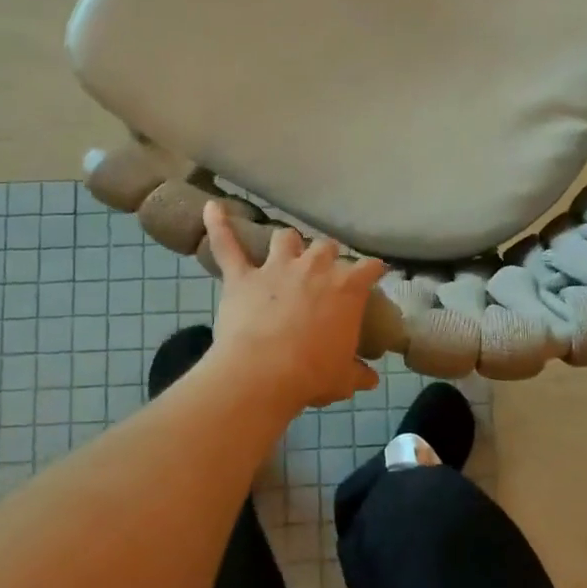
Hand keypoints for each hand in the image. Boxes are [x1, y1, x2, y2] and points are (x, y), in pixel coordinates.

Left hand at [201, 201, 384, 410]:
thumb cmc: (312, 374)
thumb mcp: (343, 379)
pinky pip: (227, 246)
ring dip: (287, 243)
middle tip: (325, 272)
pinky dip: (218, 225)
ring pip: (285, 238)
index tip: (375, 273)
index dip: (373, 270)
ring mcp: (276, 268)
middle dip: (327, 256)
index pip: (369, 268)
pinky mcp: (242, 277)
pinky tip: (211, 207)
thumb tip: (372, 380)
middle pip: (326, 247)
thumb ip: (358, 374)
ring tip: (286, 250)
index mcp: (346, 288)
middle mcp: (314, 268)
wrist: (263, 373)